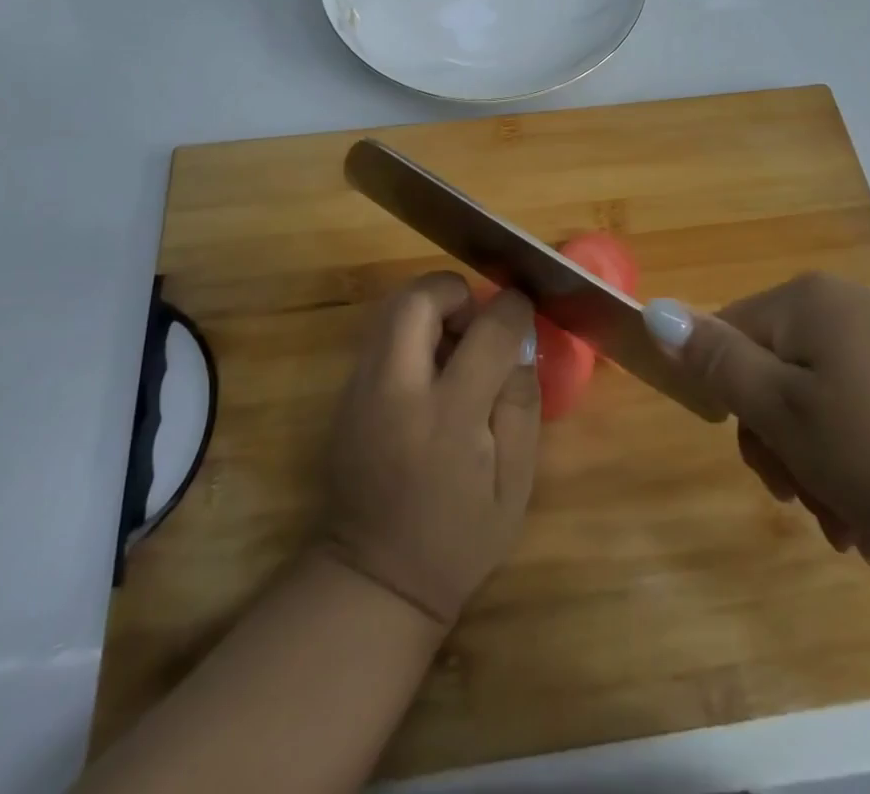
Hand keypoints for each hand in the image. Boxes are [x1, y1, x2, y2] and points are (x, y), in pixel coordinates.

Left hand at [322, 272, 540, 625]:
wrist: (375, 578)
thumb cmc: (459, 538)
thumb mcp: (515, 482)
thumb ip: (521, 401)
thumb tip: (519, 339)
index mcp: (449, 416)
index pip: (488, 330)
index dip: (513, 308)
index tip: (523, 310)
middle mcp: (397, 389)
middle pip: (420, 297)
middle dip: (456, 293)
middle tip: (477, 325)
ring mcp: (361, 388)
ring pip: (392, 307)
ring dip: (431, 309)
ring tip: (455, 350)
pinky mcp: (345, 394)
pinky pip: (381, 335)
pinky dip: (410, 333)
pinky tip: (429, 375)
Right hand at [654, 274, 869, 572]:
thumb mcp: (791, 412)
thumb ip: (717, 363)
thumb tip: (653, 310)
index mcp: (807, 303)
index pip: (726, 339)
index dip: (734, 408)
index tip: (770, 471)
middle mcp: (848, 313)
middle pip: (776, 378)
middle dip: (784, 452)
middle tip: (813, 509)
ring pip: (824, 412)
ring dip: (825, 475)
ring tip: (859, 534)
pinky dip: (867, 475)